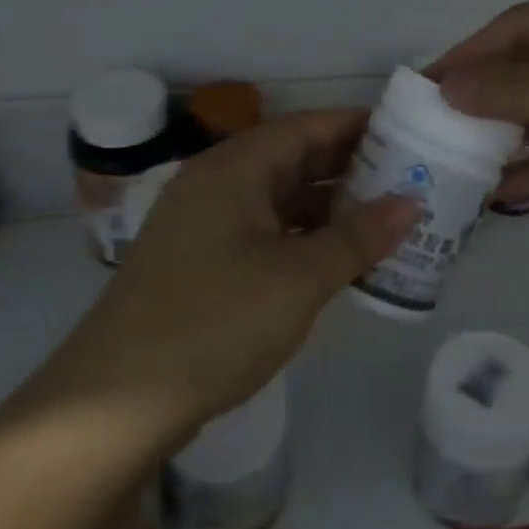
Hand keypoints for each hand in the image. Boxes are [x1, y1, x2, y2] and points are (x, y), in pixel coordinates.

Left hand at [46, 111, 414, 450]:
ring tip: (385, 217)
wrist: (118, 401)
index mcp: (233, 169)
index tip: (406, 134)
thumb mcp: (299, 279)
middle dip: (349, 168)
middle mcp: (215, 185)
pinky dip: (303, 237)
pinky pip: (264, 232)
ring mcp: (204, 225)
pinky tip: (338, 256)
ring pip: (279, 199)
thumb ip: (358, 238)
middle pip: (292, 159)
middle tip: (408, 178)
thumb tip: (411, 203)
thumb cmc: (215, 322)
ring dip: (328, 206)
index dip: (356, 126)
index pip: (304, 127)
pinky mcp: (201, 262)